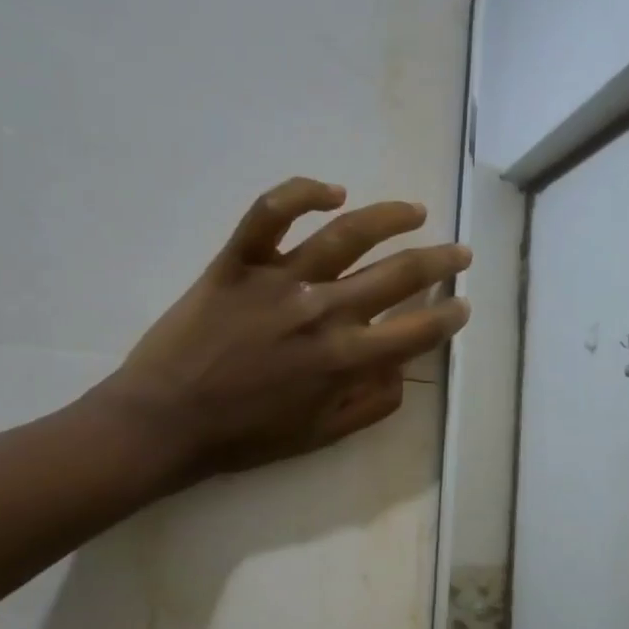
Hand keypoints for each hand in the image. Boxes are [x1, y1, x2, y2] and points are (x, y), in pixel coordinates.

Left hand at [92, 177, 470, 484]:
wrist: (166, 421)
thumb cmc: (247, 436)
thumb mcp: (322, 435)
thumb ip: (371, 405)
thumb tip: (402, 372)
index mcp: (346, 359)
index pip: (417, 330)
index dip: (449, 317)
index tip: (462, 306)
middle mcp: (323, 311)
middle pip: (397, 274)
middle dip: (440, 261)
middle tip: (460, 252)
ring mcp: (279, 281)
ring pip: (346, 234)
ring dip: (391, 218)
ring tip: (416, 211)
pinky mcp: (237, 262)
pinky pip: (269, 213)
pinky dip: (302, 194)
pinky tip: (333, 192)